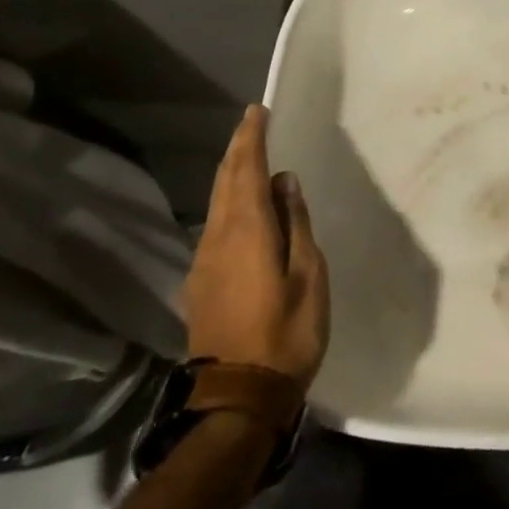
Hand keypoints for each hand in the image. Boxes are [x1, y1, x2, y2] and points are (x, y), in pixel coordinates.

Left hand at [184, 105, 328, 383]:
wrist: (237, 398)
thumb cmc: (286, 333)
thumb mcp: (308, 274)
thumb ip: (295, 224)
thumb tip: (283, 181)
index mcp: (247, 231)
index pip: (245, 170)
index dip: (250, 138)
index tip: (256, 111)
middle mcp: (217, 238)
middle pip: (223, 182)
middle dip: (237, 149)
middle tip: (251, 124)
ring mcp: (204, 263)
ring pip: (216, 204)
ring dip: (231, 174)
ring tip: (250, 157)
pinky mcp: (201, 283)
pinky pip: (215, 226)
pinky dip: (228, 202)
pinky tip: (242, 208)